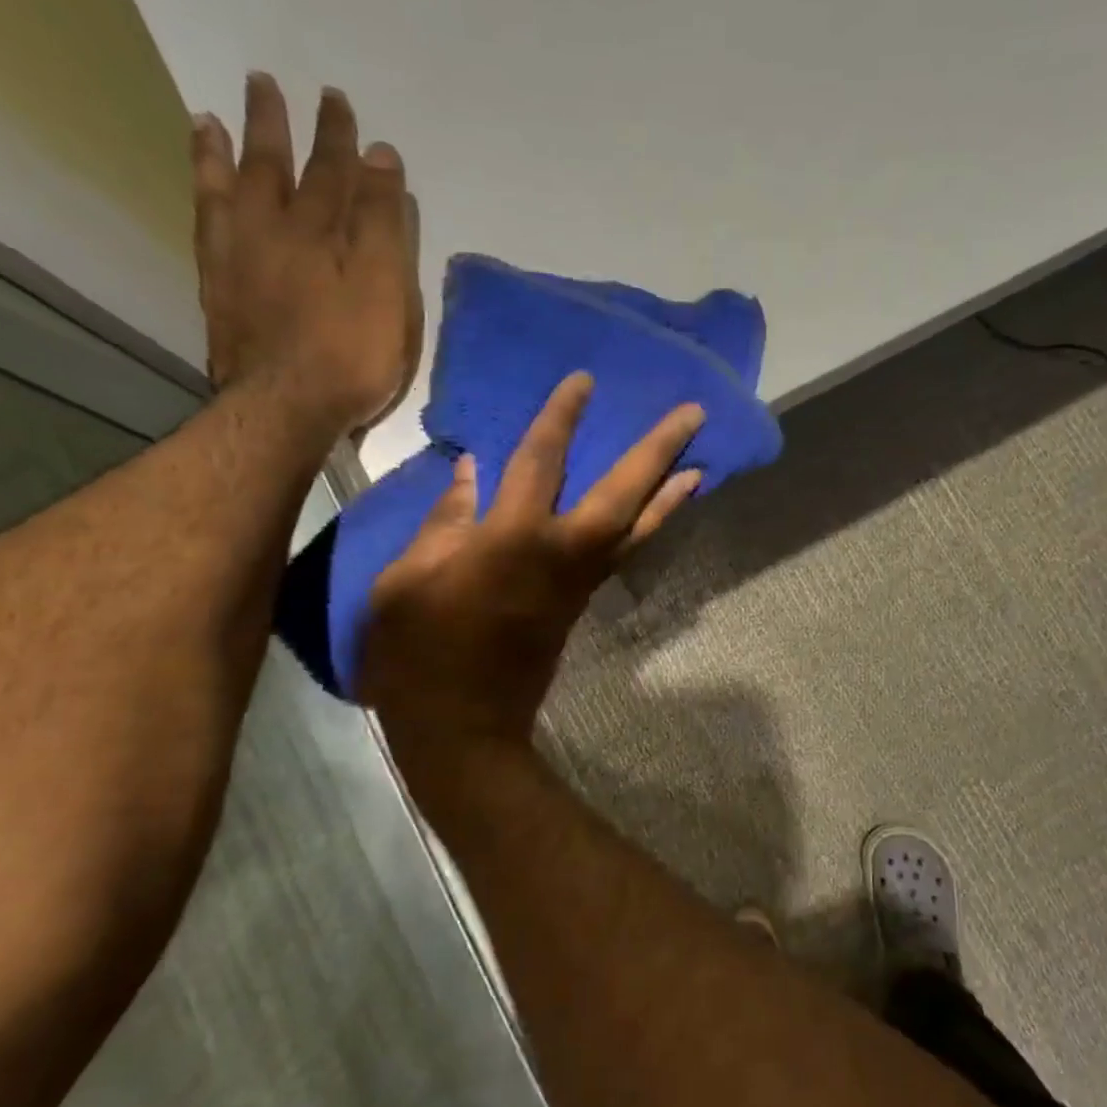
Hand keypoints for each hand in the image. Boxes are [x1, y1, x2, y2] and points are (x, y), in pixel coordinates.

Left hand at [191, 74, 421, 433]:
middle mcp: (274, 230)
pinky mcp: (218, 286)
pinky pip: (206, 222)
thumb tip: (379, 156)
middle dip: (278, 126)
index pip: (334, 172)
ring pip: (229, 188)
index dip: (340, 138)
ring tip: (211, 118)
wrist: (288, 405)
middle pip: (276, 167)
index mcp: (322, 231)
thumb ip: (382, 222)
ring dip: (224, 150)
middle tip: (265, 83)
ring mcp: (239, 256)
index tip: (339, 102)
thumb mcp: (386, 287)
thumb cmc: (353, 353)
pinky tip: (203, 185)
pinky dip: (202, 194)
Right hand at [359, 373, 704, 744]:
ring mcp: (579, 581)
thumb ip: (445, 519)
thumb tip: (472, 470)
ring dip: (670, 494)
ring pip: (637, 529)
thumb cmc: (417, 651)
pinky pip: (624, 554)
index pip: (541, 462)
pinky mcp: (582, 602)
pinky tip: (656, 512)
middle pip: (622, 493)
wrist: (461, 725)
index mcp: (512, 539)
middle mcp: (561, 553)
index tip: (585, 381)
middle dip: (658, 450)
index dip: (562, 418)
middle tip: (693, 413)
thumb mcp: (406, 579)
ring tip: (701, 464)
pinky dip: (647, 528)